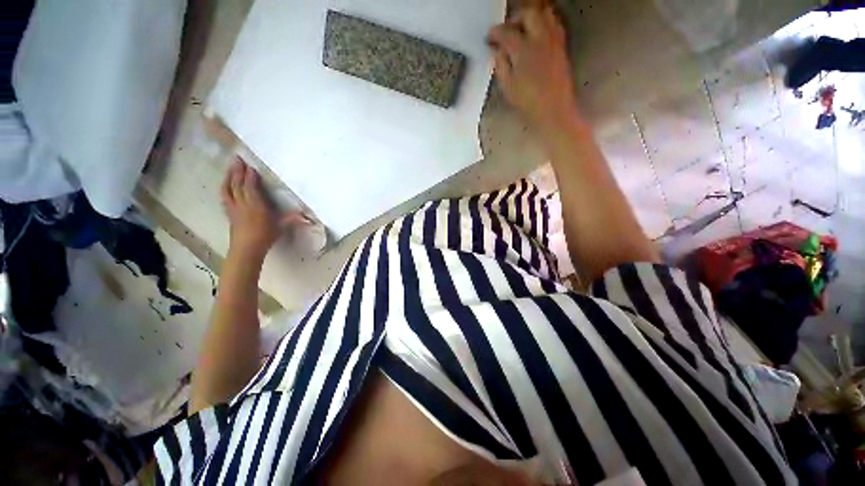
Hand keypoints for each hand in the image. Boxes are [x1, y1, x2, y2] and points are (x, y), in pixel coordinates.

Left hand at [220, 158, 308, 257]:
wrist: (246, 249)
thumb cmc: (265, 237)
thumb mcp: (280, 227)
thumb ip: (292, 219)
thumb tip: (307, 216)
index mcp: (256, 206)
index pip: (251, 187)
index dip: (250, 176)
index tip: (251, 166)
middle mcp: (242, 204)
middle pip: (237, 184)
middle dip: (237, 171)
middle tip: (237, 159)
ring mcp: (233, 208)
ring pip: (228, 189)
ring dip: (228, 177)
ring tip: (230, 167)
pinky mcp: (229, 213)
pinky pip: (225, 196)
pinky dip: (225, 188)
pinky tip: (226, 185)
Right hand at [488, 6, 579, 128]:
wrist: (554, 109)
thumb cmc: (528, 102)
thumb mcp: (508, 88)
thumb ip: (501, 66)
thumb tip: (497, 52)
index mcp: (522, 50)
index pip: (505, 32)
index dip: (494, 32)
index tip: (489, 38)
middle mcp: (539, 38)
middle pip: (528, 14)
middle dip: (515, 18)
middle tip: (507, 30)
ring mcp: (553, 40)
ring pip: (544, 14)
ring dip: (531, 17)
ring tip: (523, 29)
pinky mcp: (562, 46)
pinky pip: (554, 24)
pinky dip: (544, 23)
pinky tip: (538, 35)